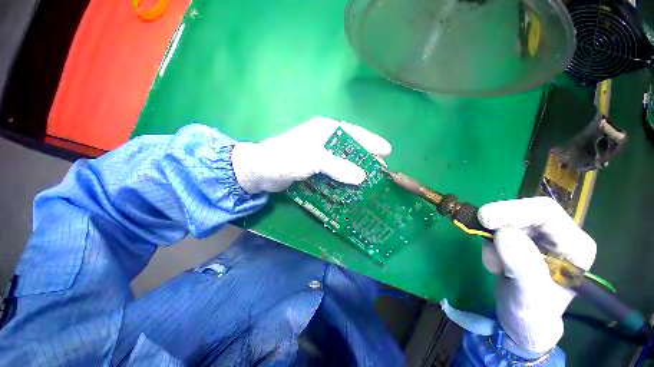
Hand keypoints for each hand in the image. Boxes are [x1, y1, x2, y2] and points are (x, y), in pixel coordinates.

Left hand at [231, 117, 391, 193]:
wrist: (260, 171)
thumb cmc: (285, 159)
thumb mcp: (312, 160)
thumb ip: (337, 167)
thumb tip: (362, 176)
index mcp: (325, 129)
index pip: (354, 133)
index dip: (371, 142)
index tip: (387, 151)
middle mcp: (324, 139)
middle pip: (351, 146)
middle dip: (366, 156)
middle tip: (382, 168)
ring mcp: (319, 153)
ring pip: (343, 159)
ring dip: (356, 168)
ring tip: (370, 178)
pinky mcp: (314, 165)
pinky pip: (334, 170)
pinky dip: (343, 176)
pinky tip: (351, 184)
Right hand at [477, 197, 596, 353]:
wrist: (521, 320)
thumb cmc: (532, 314)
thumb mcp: (530, 296)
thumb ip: (523, 265)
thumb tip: (503, 232)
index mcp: (575, 246)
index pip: (546, 212)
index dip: (514, 210)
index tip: (484, 219)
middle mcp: (559, 235)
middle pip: (525, 211)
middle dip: (500, 223)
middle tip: (481, 233)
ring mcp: (538, 236)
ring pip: (507, 219)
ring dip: (492, 238)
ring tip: (496, 266)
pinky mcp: (520, 239)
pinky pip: (496, 229)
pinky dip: (488, 242)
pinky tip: (496, 263)